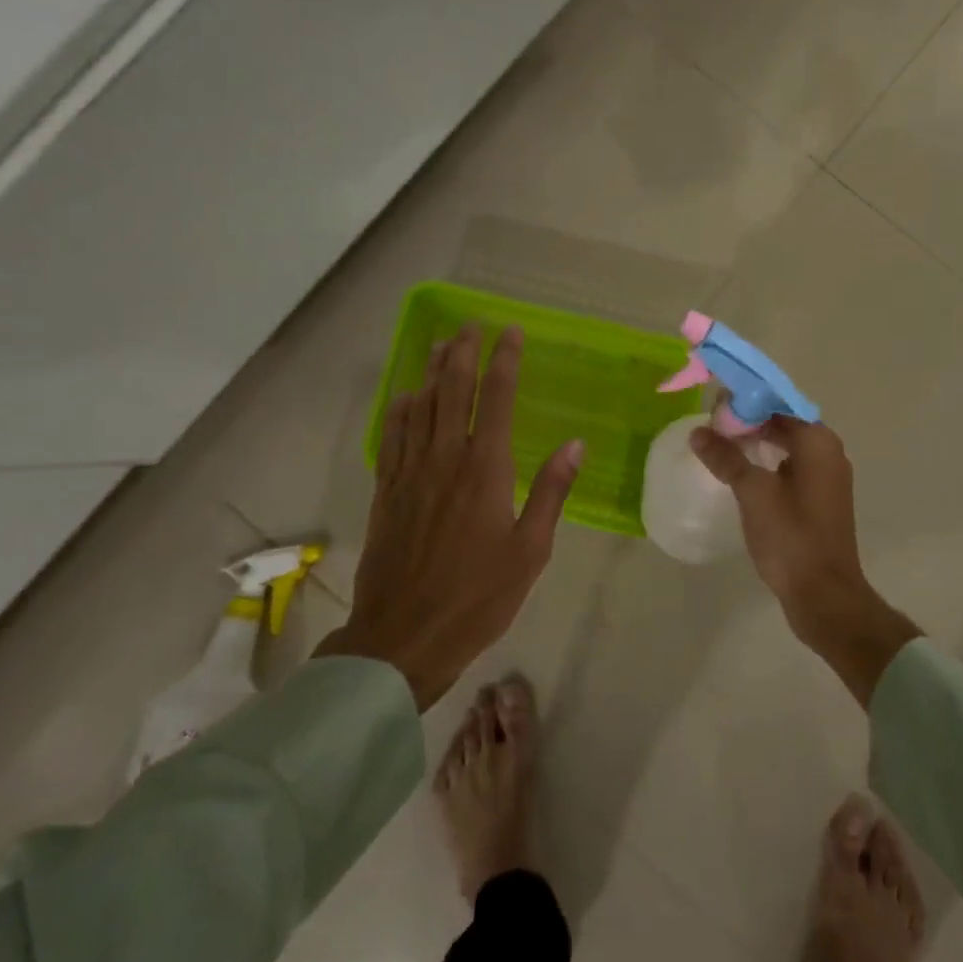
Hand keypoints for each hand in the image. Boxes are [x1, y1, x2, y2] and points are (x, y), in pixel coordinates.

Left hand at [315, 323, 581, 708]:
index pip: (495, 398)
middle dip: (463, 352)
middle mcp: (445, 459)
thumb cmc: (479, 596)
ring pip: (420, 406)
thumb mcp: (531, 550)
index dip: (504, 360)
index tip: (511, 333)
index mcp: (485, 469)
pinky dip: (400, 409)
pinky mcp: (387, 491)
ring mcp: (410, 472)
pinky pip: (392, 436)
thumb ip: (551, 492)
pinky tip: (406, 396)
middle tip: (470, 325)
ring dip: (432, 371)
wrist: (404, 636)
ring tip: (442, 345)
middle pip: (452, 390)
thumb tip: (575, 445)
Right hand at [690, 417, 920, 705]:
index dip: (746, 400)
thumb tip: (698, 432)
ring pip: (786, 446)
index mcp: (818, 441)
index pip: (779, 403)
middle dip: (748, 421)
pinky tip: (741, 474)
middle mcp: (828, 452)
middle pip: (784, 422)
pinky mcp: (819, 501)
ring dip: (755, 443)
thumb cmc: (791, 536)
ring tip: (719, 446)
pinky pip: (790, 468)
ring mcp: (826, 479)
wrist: (824, 595)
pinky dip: (766, 464)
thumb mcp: (753, 492)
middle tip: (710, 425)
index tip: (714, 404)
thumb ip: (726, 457)